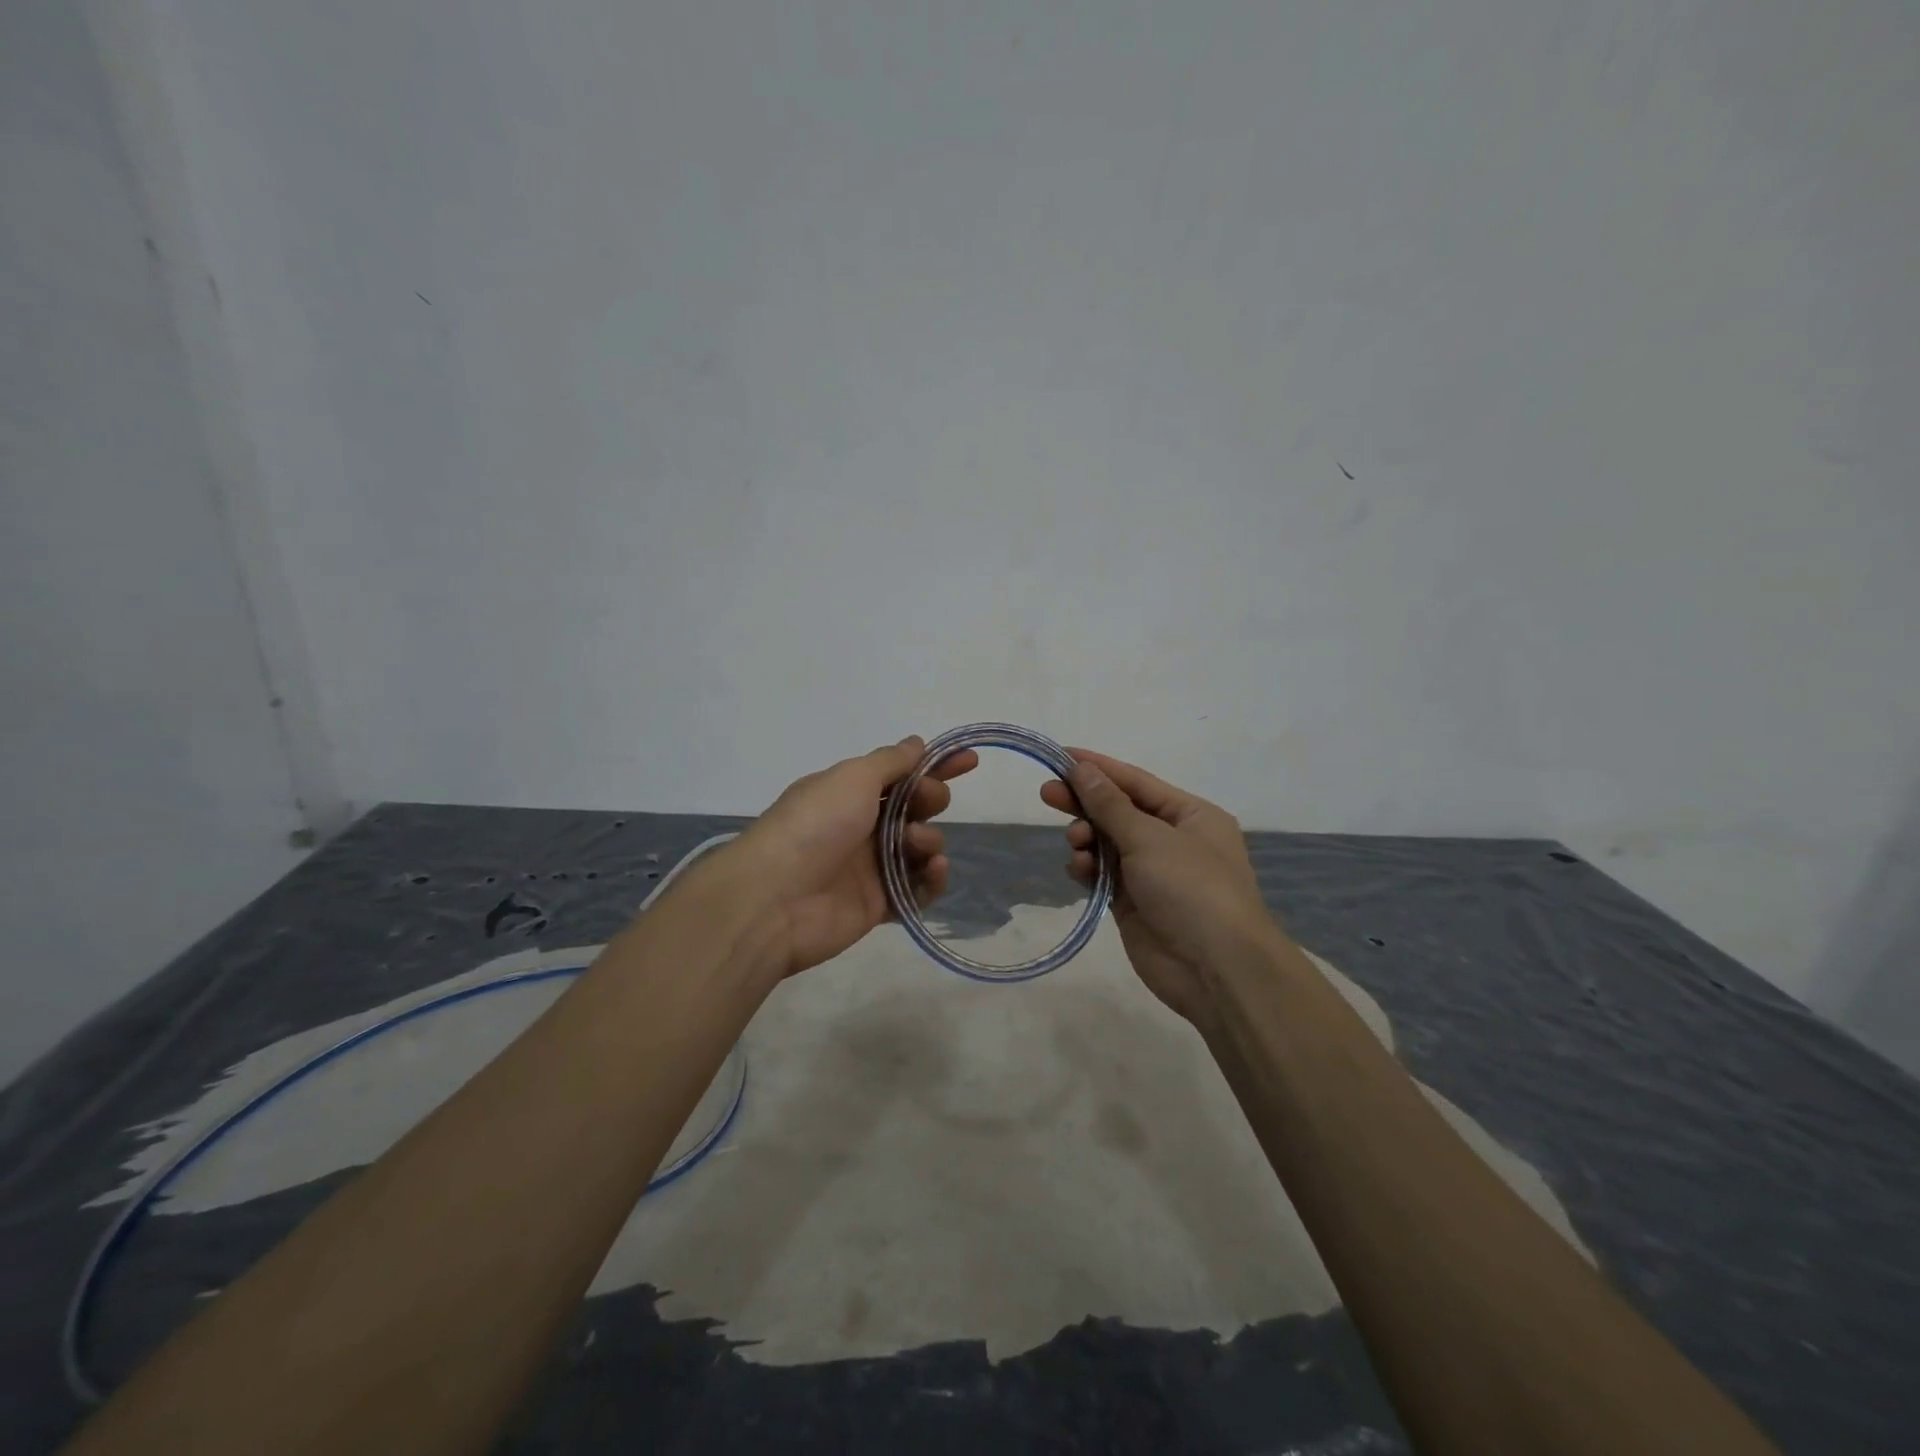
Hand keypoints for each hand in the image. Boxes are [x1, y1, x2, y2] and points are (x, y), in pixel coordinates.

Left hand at [736, 736, 976, 976]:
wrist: (776, 898)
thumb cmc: (815, 824)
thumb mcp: (852, 777)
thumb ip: (890, 761)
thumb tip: (916, 743)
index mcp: (850, 792)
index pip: (901, 773)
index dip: (935, 766)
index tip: (969, 761)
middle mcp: (861, 825)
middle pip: (914, 808)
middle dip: (930, 799)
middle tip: (926, 803)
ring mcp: (870, 866)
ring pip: (919, 847)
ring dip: (928, 839)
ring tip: (915, 844)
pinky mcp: (879, 904)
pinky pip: (918, 889)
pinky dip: (932, 878)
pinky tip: (934, 869)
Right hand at [1040, 750, 1276, 1023]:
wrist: (1216, 970)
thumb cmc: (1192, 888)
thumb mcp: (1149, 838)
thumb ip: (1110, 804)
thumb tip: (1082, 769)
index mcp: (1190, 815)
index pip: (1137, 782)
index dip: (1098, 768)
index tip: (1060, 756)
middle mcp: (1172, 840)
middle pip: (1119, 811)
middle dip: (1085, 803)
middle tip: (1047, 795)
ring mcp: (1152, 874)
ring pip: (1107, 843)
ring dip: (1087, 839)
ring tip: (1077, 844)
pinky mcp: (1133, 904)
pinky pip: (1103, 875)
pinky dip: (1088, 869)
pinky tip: (1079, 869)